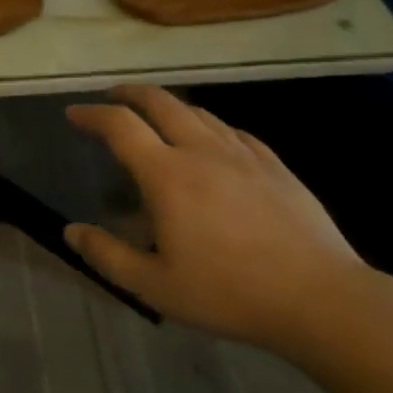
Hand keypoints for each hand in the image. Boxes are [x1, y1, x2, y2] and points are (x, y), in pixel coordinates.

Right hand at [63, 85, 369, 350]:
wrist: (320, 298)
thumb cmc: (229, 293)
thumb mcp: (155, 286)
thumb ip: (108, 255)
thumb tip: (71, 231)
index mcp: (167, 175)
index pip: (120, 126)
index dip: (92, 114)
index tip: (74, 113)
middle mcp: (202, 151)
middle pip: (160, 102)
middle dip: (130, 93)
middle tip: (112, 98)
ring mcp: (243, 154)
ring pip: (198, 112)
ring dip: (169, 106)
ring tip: (157, 117)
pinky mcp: (274, 165)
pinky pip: (233, 131)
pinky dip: (208, 126)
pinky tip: (212, 142)